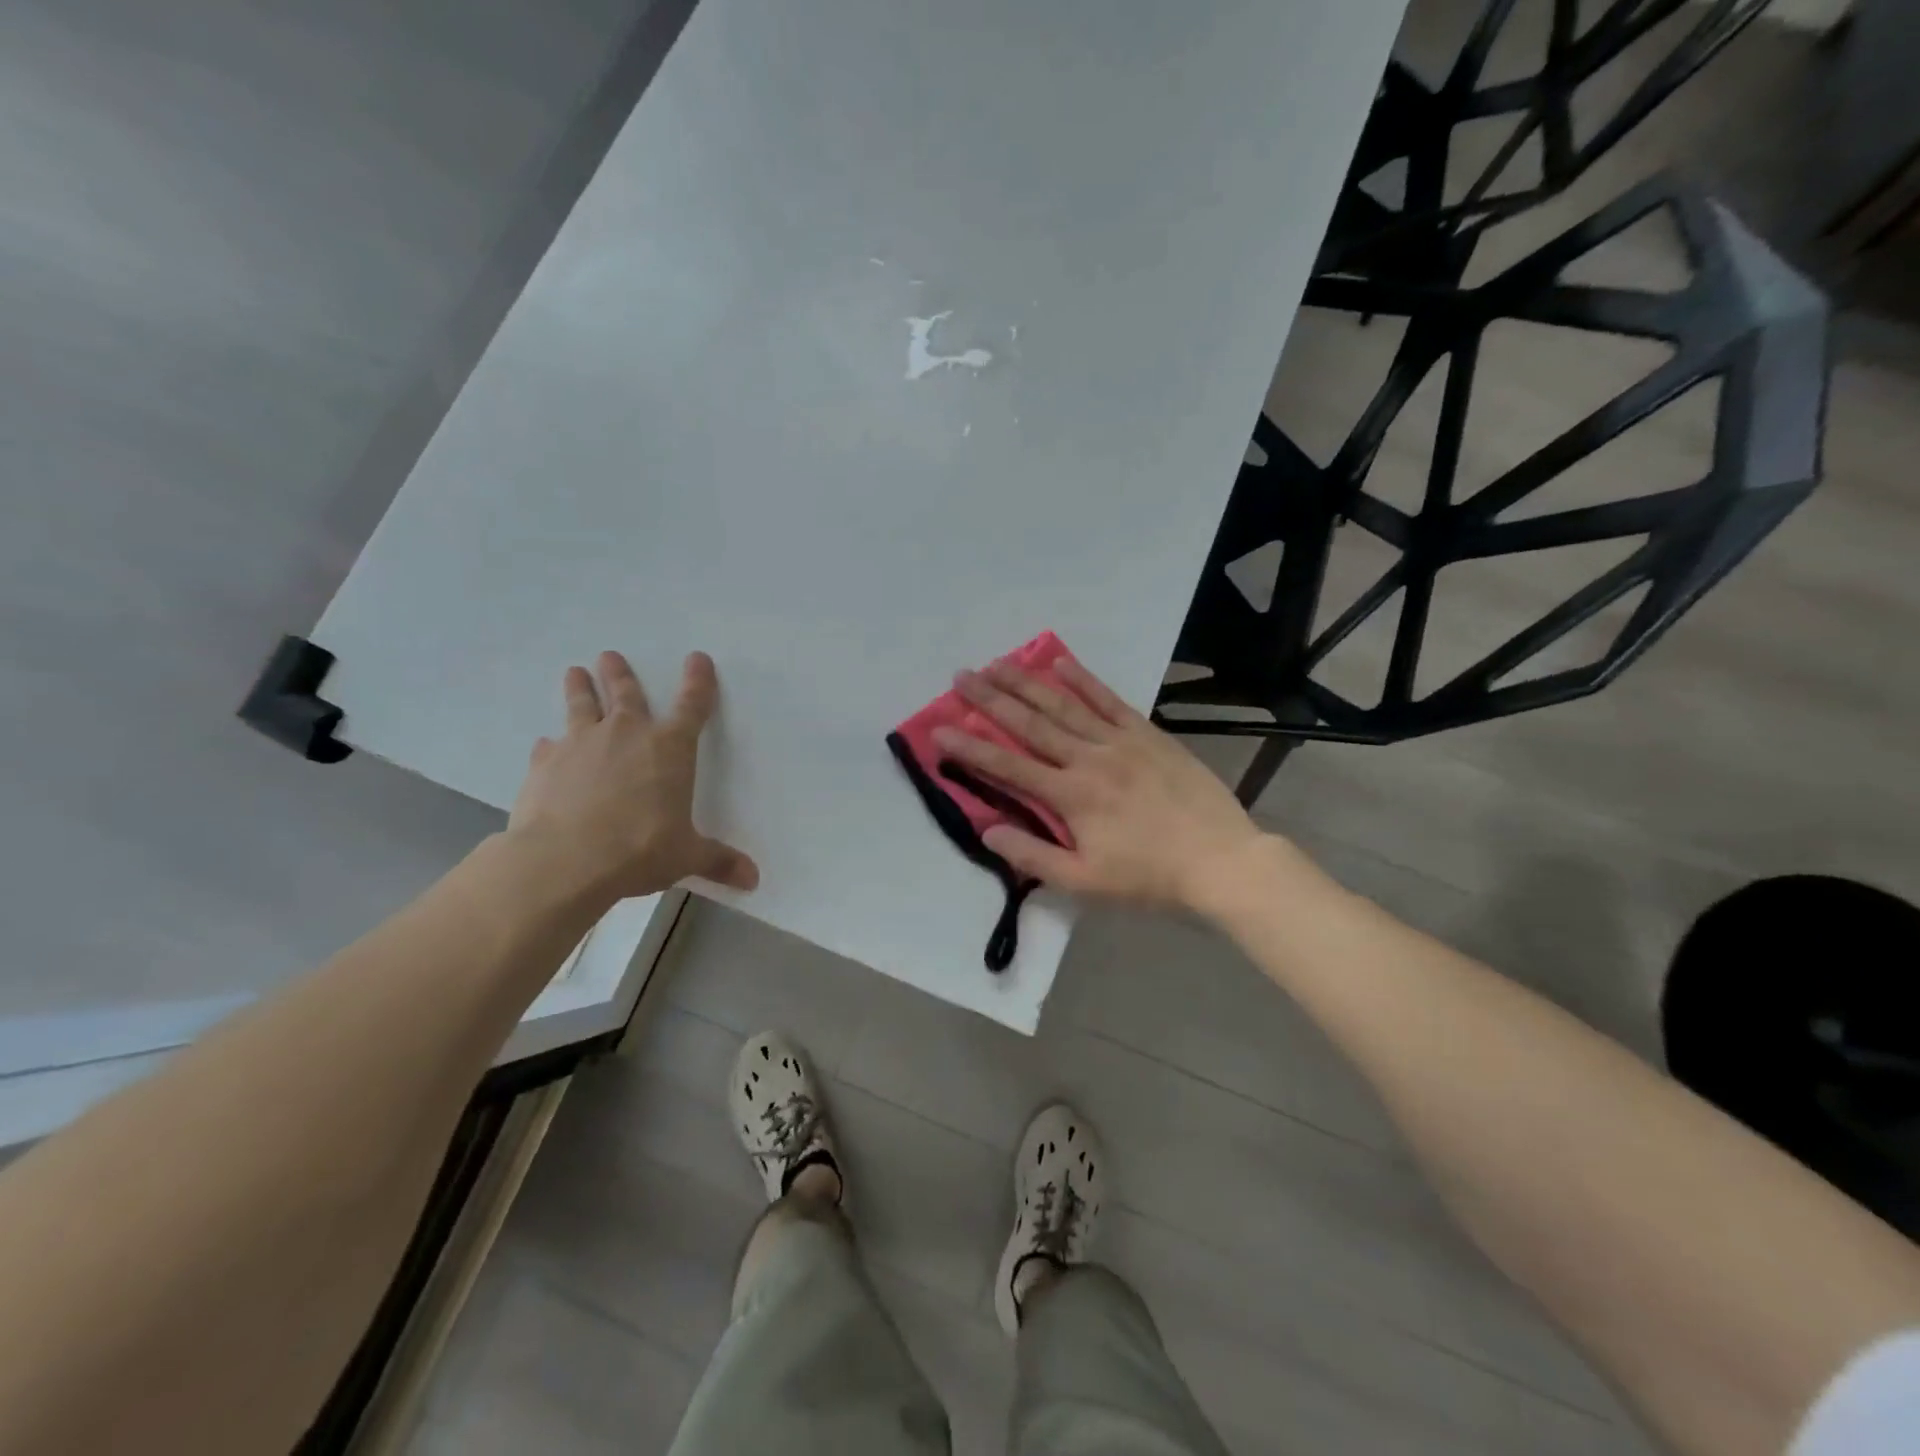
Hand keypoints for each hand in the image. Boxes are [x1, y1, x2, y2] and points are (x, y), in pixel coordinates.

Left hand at [507, 651, 758, 902]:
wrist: (564, 860)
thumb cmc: (639, 850)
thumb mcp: (686, 857)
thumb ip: (718, 861)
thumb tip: (753, 879)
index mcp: (670, 749)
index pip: (693, 706)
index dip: (698, 681)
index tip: (698, 658)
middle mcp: (627, 734)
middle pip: (626, 693)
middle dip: (620, 673)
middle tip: (609, 655)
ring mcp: (581, 744)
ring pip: (582, 706)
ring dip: (579, 688)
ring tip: (574, 671)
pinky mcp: (545, 764)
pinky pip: (550, 747)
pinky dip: (551, 746)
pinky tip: (546, 746)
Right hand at [932, 655, 1266, 911]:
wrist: (1221, 861)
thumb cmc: (1149, 878)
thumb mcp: (1085, 883)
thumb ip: (1033, 856)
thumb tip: (987, 829)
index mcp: (1071, 796)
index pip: (1008, 766)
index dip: (970, 747)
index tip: (939, 729)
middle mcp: (1089, 759)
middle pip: (1031, 723)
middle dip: (991, 699)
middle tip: (961, 676)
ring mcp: (1120, 741)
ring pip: (1064, 705)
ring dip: (1028, 683)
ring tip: (997, 663)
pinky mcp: (1148, 733)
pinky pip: (1109, 700)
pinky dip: (1083, 679)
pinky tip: (1060, 662)